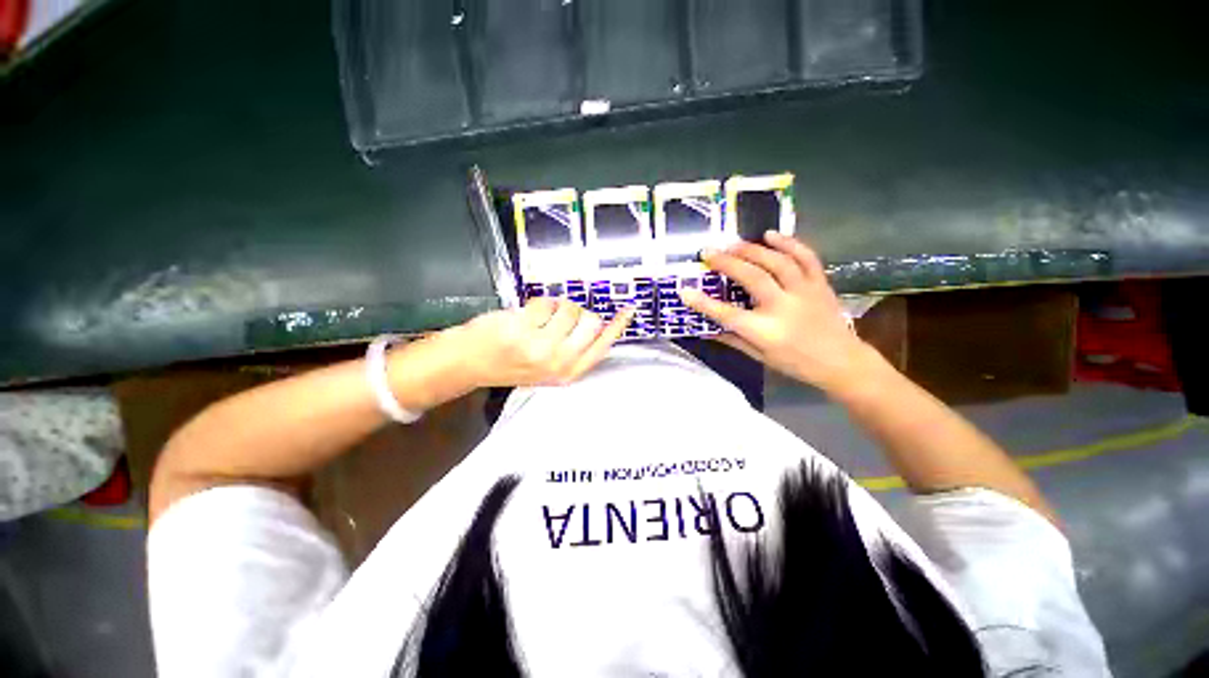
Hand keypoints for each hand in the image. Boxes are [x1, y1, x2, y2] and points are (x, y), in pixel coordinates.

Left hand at [455, 297, 634, 387]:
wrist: (469, 363)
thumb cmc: (511, 362)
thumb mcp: (549, 365)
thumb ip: (573, 348)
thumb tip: (597, 321)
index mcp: (568, 372)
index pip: (602, 346)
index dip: (618, 326)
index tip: (629, 310)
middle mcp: (559, 362)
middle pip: (591, 321)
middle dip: (577, 313)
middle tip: (559, 317)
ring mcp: (541, 347)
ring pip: (569, 308)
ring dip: (555, 306)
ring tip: (537, 319)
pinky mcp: (523, 330)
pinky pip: (546, 302)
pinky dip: (537, 303)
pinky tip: (523, 317)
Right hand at [678, 231, 881, 393]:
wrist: (841, 362)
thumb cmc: (795, 363)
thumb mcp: (759, 356)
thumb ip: (732, 339)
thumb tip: (705, 328)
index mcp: (765, 331)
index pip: (727, 314)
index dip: (703, 303)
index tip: (685, 290)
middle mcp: (784, 308)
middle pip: (751, 278)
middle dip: (726, 263)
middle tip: (708, 252)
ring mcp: (804, 292)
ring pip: (777, 263)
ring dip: (752, 250)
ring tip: (733, 244)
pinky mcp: (819, 284)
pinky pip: (806, 257)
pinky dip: (789, 243)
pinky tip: (771, 235)